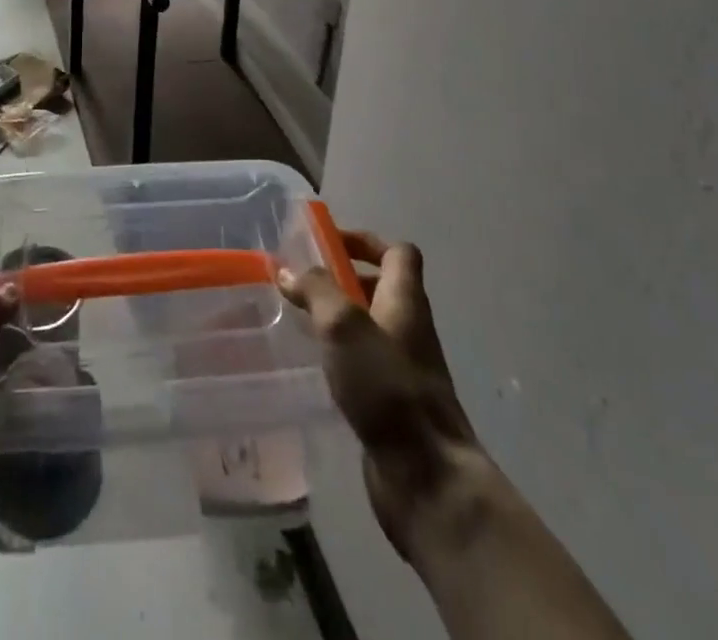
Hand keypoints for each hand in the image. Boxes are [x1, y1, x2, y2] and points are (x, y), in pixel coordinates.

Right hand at [280, 231, 485, 559]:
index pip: (398, 252)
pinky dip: (340, 356)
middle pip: (382, 288)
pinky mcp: (392, 404)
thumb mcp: (344, 325)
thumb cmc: (387, 387)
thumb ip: (316, 291)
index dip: (366, 240)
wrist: (428, 478)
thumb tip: (289, 270)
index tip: (328, 241)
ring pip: (369, 328)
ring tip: (297, 320)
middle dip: (342, 280)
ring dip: (338, 319)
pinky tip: (312, 366)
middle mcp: (408, 329)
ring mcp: (403, 369)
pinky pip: (364, 364)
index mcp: (405, 301)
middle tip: (301, 282)